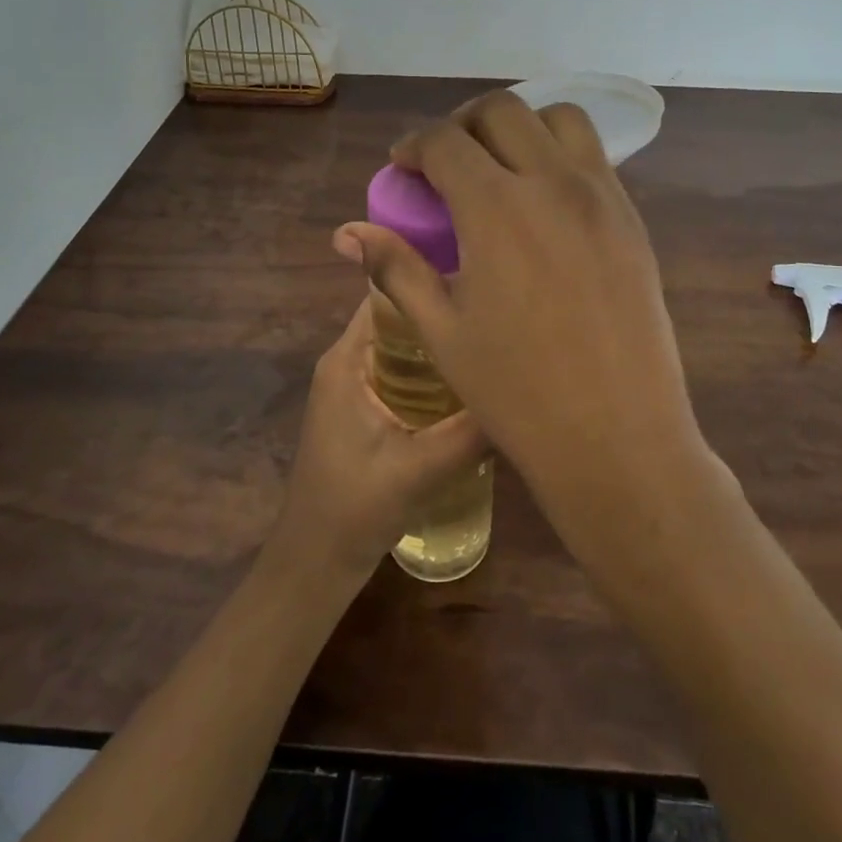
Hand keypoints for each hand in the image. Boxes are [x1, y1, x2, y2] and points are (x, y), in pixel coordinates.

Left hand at [267, 298, 490, 580]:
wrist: (315, 564)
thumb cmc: (353, 509)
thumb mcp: (418, 470)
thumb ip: (470, 433)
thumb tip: (527, 392)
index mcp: (348, 359)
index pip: (386, 295)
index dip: (426, 279)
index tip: (475, 277)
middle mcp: (348, 362)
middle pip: (399, 319)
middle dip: (443, 312)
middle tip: (497, 312)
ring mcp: (355, 387)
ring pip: (404, 348)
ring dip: (441, 343)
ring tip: (494, 339)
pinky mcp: (365, 410)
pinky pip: (404, 374)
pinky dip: (434, 372)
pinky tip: (473, 382)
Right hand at [331, 90, 708, 531]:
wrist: (619, 436)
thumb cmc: (518, 392)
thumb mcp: (442, 331)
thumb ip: (396, 268)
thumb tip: (348, 234)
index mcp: (497, 208)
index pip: (445, 141)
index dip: (414, 145)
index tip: (404, 166)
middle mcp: (552, 183)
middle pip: (502, 111)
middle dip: (462, 123)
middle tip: (446, 162)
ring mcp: (601, 195)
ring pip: (558, 118)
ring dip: (519, 127)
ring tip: (499, 166)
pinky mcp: (632, 217)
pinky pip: (592, 157)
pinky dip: (558, 153)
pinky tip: (543, 202)